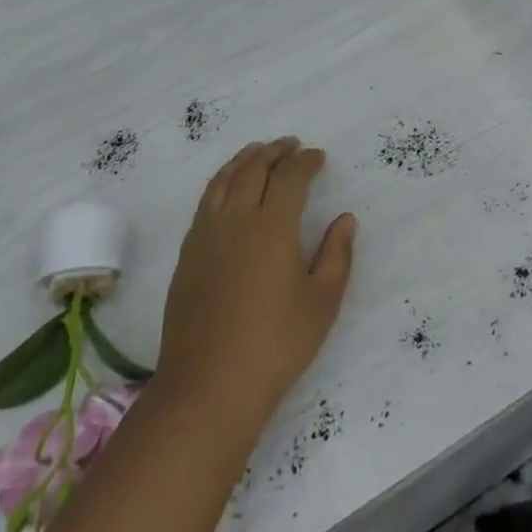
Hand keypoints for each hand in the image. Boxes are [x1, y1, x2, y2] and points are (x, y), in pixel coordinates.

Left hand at [156, 138, 355, 433]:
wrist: (209, 386)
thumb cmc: (276, 345)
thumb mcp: (322, 303)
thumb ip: (337, 255)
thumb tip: (345, 219)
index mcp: (272, 227)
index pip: (289, 177)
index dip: (305, 161)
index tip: (318, 156)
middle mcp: (235, 219)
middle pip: (253, 169)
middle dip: (275, 152)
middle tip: (291, 146)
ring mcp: (205, 235)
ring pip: (223, 180)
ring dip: (244, 160)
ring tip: (258, 151)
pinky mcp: (187, 254)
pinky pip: (205, 201)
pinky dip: (221, 182)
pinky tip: (228, 189)